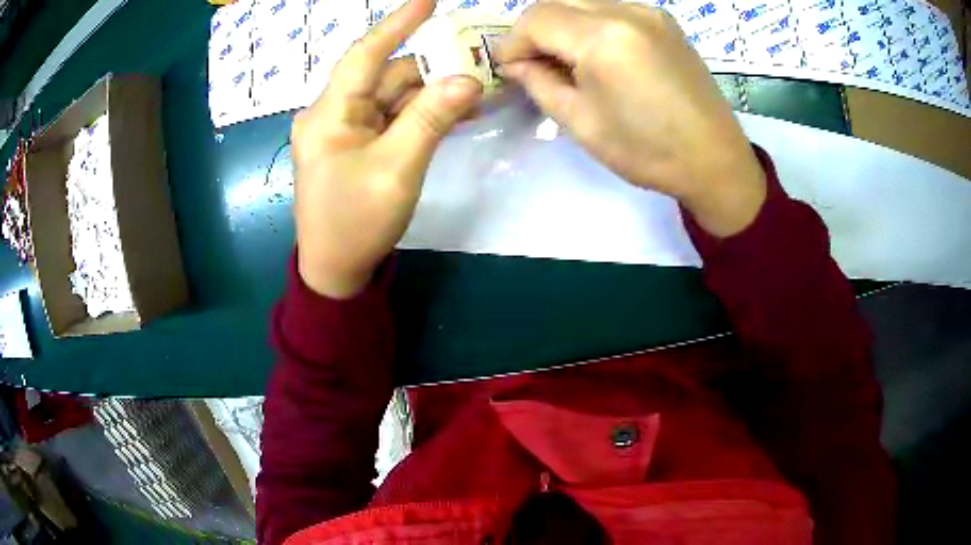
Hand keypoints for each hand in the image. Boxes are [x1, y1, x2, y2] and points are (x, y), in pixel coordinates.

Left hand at [292, 0, 481, 298]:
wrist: (335, 271)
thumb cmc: (357, 222)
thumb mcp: (398, 168)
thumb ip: (431, 118)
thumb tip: (467, 79)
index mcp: (329, 115)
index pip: (364, 55)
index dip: (397, 24)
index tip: (428, 0)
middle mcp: (331, 115)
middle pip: (385, 78)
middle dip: (430, 74)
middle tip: (476, 74)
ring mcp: (341, 131)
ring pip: (390, 98)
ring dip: (429, 98)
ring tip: (473, 102)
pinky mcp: (352, 147)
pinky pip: (388, 120)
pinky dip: (417, 117)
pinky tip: (450, 117)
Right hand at [498, 0, 765, 236]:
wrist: (715, 160)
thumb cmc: (647, 151)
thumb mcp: (581, 122)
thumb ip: (540, 83)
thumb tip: (517, 63)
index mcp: (604, 38)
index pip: (536, 18)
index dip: (513, 41)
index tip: (509, 68)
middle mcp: (627, 11)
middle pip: (558, 2)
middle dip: (536, 31)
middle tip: (533, 64)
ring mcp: (650, 13)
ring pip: (584, 3)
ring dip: (564, 27)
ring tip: (566, 62)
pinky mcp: (664, 22)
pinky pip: (612, 11)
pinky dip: (592, 26)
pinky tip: (598, 55)